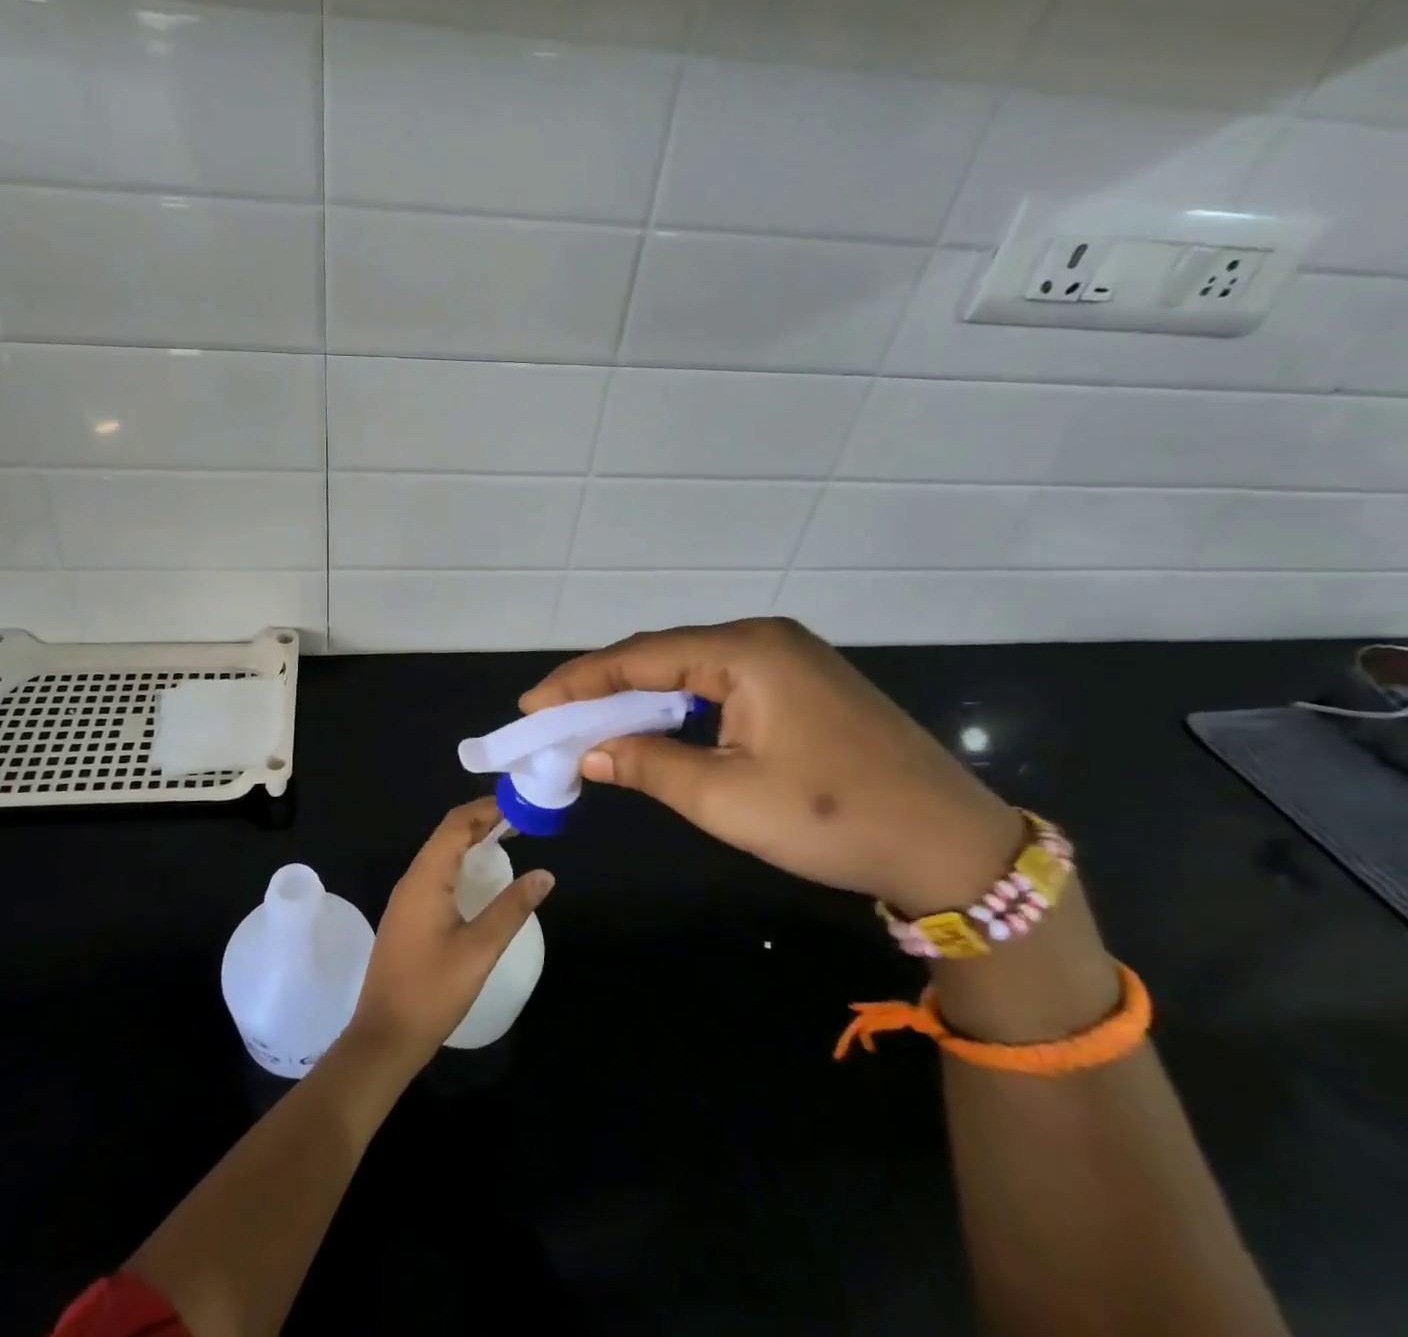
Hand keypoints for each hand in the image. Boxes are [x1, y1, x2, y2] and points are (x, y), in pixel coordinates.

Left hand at [348, 799, 554, 1070]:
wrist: (384, 1036)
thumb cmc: (432, 990)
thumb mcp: (480, 949)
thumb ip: (512, 908)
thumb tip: (544, 874)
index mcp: (426, 877)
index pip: (456, 824)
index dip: (487, 809)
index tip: (520, 805)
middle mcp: (412, 879)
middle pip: (447, 834)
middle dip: (482, 821)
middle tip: (521, 821)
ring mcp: (406, 898)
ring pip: (440, 854)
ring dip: (470, 842)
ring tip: (507, 841)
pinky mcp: (407, 916)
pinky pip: (435, 874)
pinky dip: (460, 864)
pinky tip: (479, 879)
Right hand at [521, 618, 1023, 914]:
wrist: (953, 847)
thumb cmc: (832, 818)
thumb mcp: (726, 797)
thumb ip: (648, 765)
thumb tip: (590, 752)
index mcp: (745, 651)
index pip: (640, 658)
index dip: (579, 682)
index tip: (532, 705)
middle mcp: (766, 638)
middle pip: (664, 656)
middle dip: (605, 687)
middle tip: (555, 717)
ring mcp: (791, 657)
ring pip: (693, 670)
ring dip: (642, 697)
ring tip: (593, 722)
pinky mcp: (806, 683)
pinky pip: (723, 683)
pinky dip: (682, 705)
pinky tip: (659, 726)